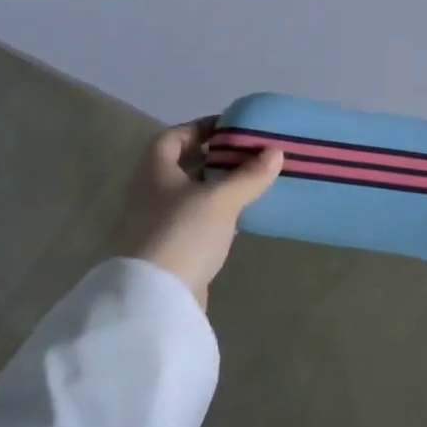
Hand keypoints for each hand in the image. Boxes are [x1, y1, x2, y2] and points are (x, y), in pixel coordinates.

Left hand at [119, 119, 283, 308]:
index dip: (201, 128)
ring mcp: (157, 223)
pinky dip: (216, 214)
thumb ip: (249, 175)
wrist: (156, 299)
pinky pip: (195, 221)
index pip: (174, 136)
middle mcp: (151, 192)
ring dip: (217, 187)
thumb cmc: (183, 233)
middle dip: (215, 158)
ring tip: (251, 182)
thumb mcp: (221, 199)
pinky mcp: (170, 249)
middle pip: (183, 165)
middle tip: (249, 154)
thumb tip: (275, 152)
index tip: (232, 128)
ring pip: (191, 194)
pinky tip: (239, 217)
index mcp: (155, 170)